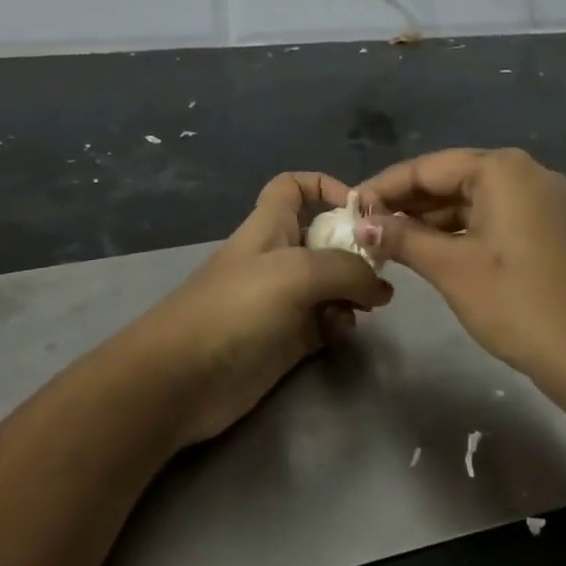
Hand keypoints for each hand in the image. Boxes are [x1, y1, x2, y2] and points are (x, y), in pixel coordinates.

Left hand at [127, 172, 392, 445]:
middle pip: (324, 237)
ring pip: (331, 282)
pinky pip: (326, 322)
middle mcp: (278, 257)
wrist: (183, 379)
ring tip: (369, 307)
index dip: (325, 186)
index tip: (360, 209)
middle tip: (383, 270)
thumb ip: (347, 270)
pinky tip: (343, 333)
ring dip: (353, 290)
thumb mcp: (296, 273)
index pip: (294, 186)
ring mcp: (283, 300)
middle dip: (355, 248)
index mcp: (270, 226)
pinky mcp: (287, 339)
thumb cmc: (236, 308)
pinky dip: (340, 323)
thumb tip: (380, 287)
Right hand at [356, 148, 565, 384]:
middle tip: (365, 226)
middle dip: (406, 203)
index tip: (349, 207)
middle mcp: (524, 172)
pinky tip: (427, 248)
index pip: (428, 167)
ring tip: (387, 240)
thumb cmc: (514, 303)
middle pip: (450, 178)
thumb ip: (402, 237)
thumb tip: (361, 223)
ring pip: (470, 198)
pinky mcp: (546, 225)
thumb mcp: (450, 268)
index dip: (384, 187)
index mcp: (502, 169)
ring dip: (430, 218)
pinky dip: (459, 229)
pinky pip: (491, 215)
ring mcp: (540, 198)